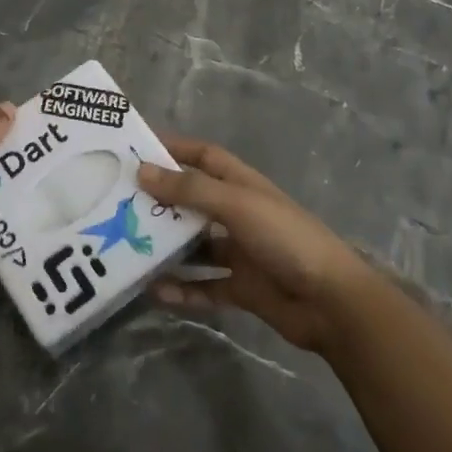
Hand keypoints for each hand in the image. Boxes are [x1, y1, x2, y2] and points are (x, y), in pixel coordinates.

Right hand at [138, 136, 377, 354]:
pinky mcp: (242, 288)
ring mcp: (240, 251)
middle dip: (161, 201)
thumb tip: (141, 171)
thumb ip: (190, 189)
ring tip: (128, 249)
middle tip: (118, 204)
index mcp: (241, 184)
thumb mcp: (236, 205)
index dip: (174, 148)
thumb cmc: (285, 238)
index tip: (136, 149)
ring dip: (166, 248)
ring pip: (194, 245)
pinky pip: (204, 285)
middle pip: (193, 200)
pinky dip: (182, 288)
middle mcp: (238, 213)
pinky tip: (155, 293)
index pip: (203, 155)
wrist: (333, 303)